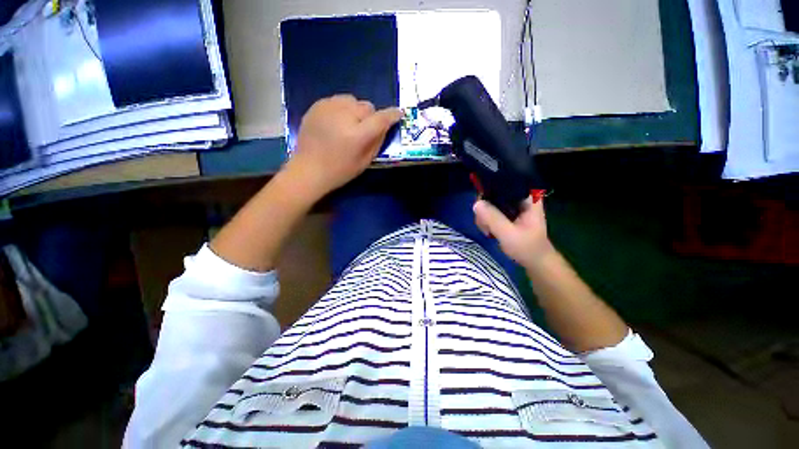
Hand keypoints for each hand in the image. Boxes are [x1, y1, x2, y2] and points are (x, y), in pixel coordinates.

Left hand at [284, 95, 402, 198]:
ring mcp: (328, 108)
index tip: (398, 113)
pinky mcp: (317, 105)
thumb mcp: (365, 161)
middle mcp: (343, 116)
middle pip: (367, 106)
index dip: (392, 114)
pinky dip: (342, 109)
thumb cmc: (340, 171)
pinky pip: (337, 100)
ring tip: (348, 125)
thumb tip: (386, 125)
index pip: (380, 118)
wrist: (308, 169)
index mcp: (357, 135)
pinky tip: (336, 122)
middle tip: (363, 130)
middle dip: (369, 117)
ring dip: (355, 110)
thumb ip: (377, 141)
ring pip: (352, 99)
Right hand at [473, 196, 555, 268]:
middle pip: (493, 193)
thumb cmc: (527, 247)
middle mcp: (519, 197)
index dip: (489, 190)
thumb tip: (476, 203)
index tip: (481, 206)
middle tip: (484, 225)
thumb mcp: (509, 234)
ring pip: (489, 203)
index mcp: (527, 197)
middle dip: (484, 209)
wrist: (535, 262)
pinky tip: (488, 230)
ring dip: (484, 217)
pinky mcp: (506, 213)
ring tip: (488, 230)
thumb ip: (493, 218)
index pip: (505, 183)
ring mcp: (512, 205)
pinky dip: (485, 220)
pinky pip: (490, 210)